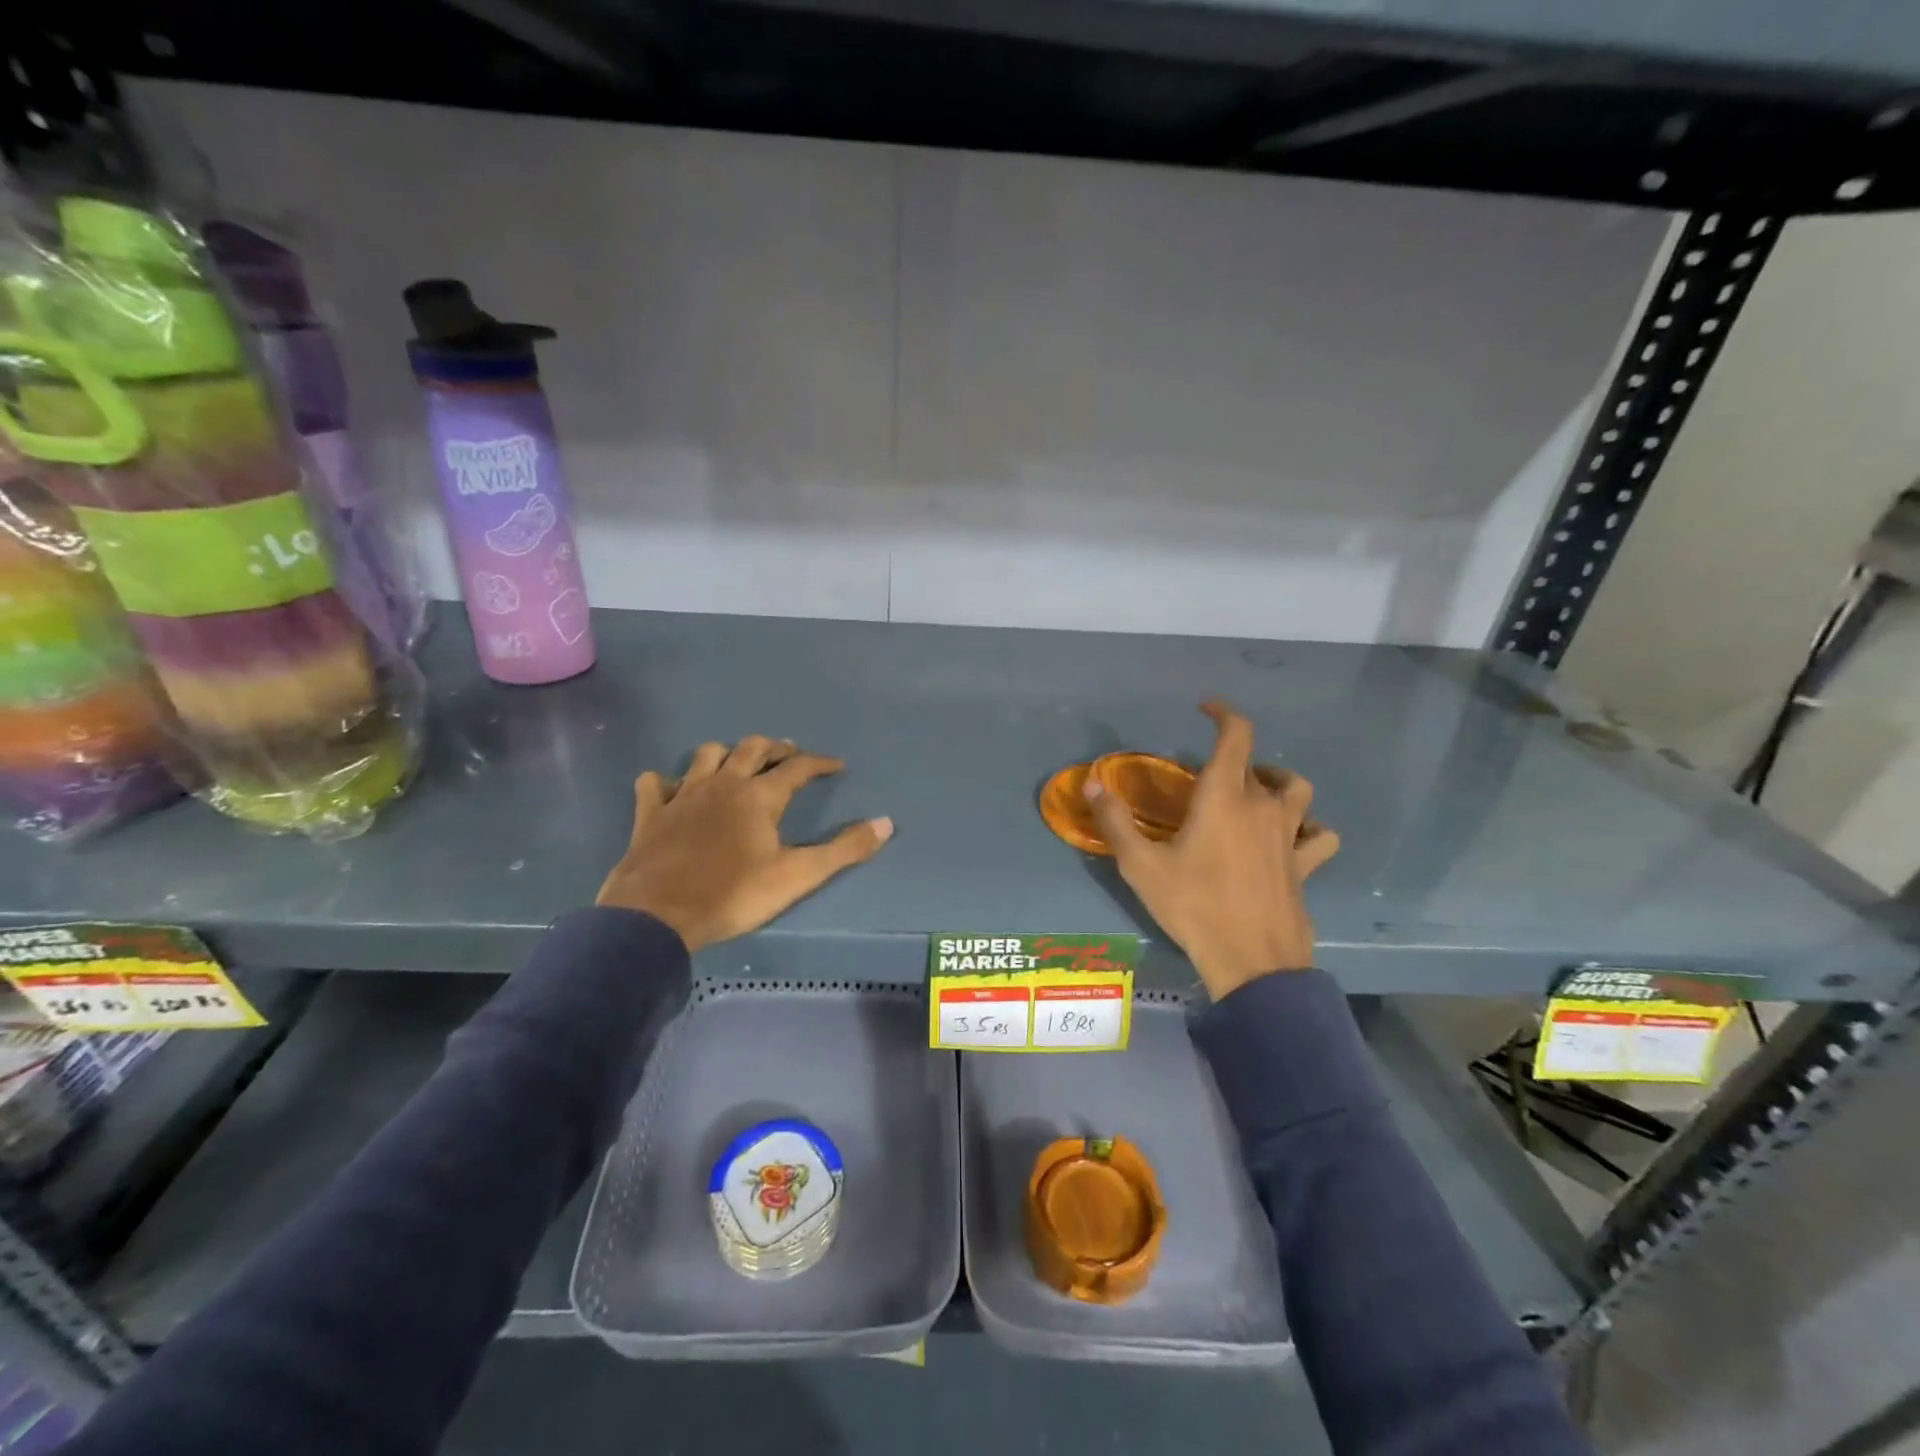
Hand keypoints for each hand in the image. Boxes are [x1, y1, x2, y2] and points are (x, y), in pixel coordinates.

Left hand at [597, 735, 893, 950]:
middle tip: (789, 754)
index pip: (798, 767)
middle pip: (752, 748)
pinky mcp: (651, 813)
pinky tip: (672, 788)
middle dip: (775, 748)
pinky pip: (655, 783)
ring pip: (706, 755)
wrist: (658, 915)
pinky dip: (667, 781)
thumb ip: (844, 849)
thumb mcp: (798, 875)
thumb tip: (886, 823)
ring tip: (737, 763)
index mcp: (760, 796)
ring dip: (726, 753)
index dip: (820, 763)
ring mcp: (683, 795)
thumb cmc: (733, 894)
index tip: (837, 765)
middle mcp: (723, 784)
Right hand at [1085, 702, 1338, 1000]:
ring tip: (1256, 795)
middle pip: (1257, 764)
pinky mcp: (1305, 864)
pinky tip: (1292, 838)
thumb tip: (1093, 783)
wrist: (1251, 961)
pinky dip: (1308, 828)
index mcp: (1223, 796)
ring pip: (1296, 790)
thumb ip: (1115, 822)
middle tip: (1208, 782)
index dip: (1223, 713)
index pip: (1235, 734)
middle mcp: (1262, 805)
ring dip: (1277, 784)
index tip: (1205, 709)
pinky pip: (1318, 835)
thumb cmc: (1193, 906)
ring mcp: (1290, 834)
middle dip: (1234, 761)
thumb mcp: (1141, 866)